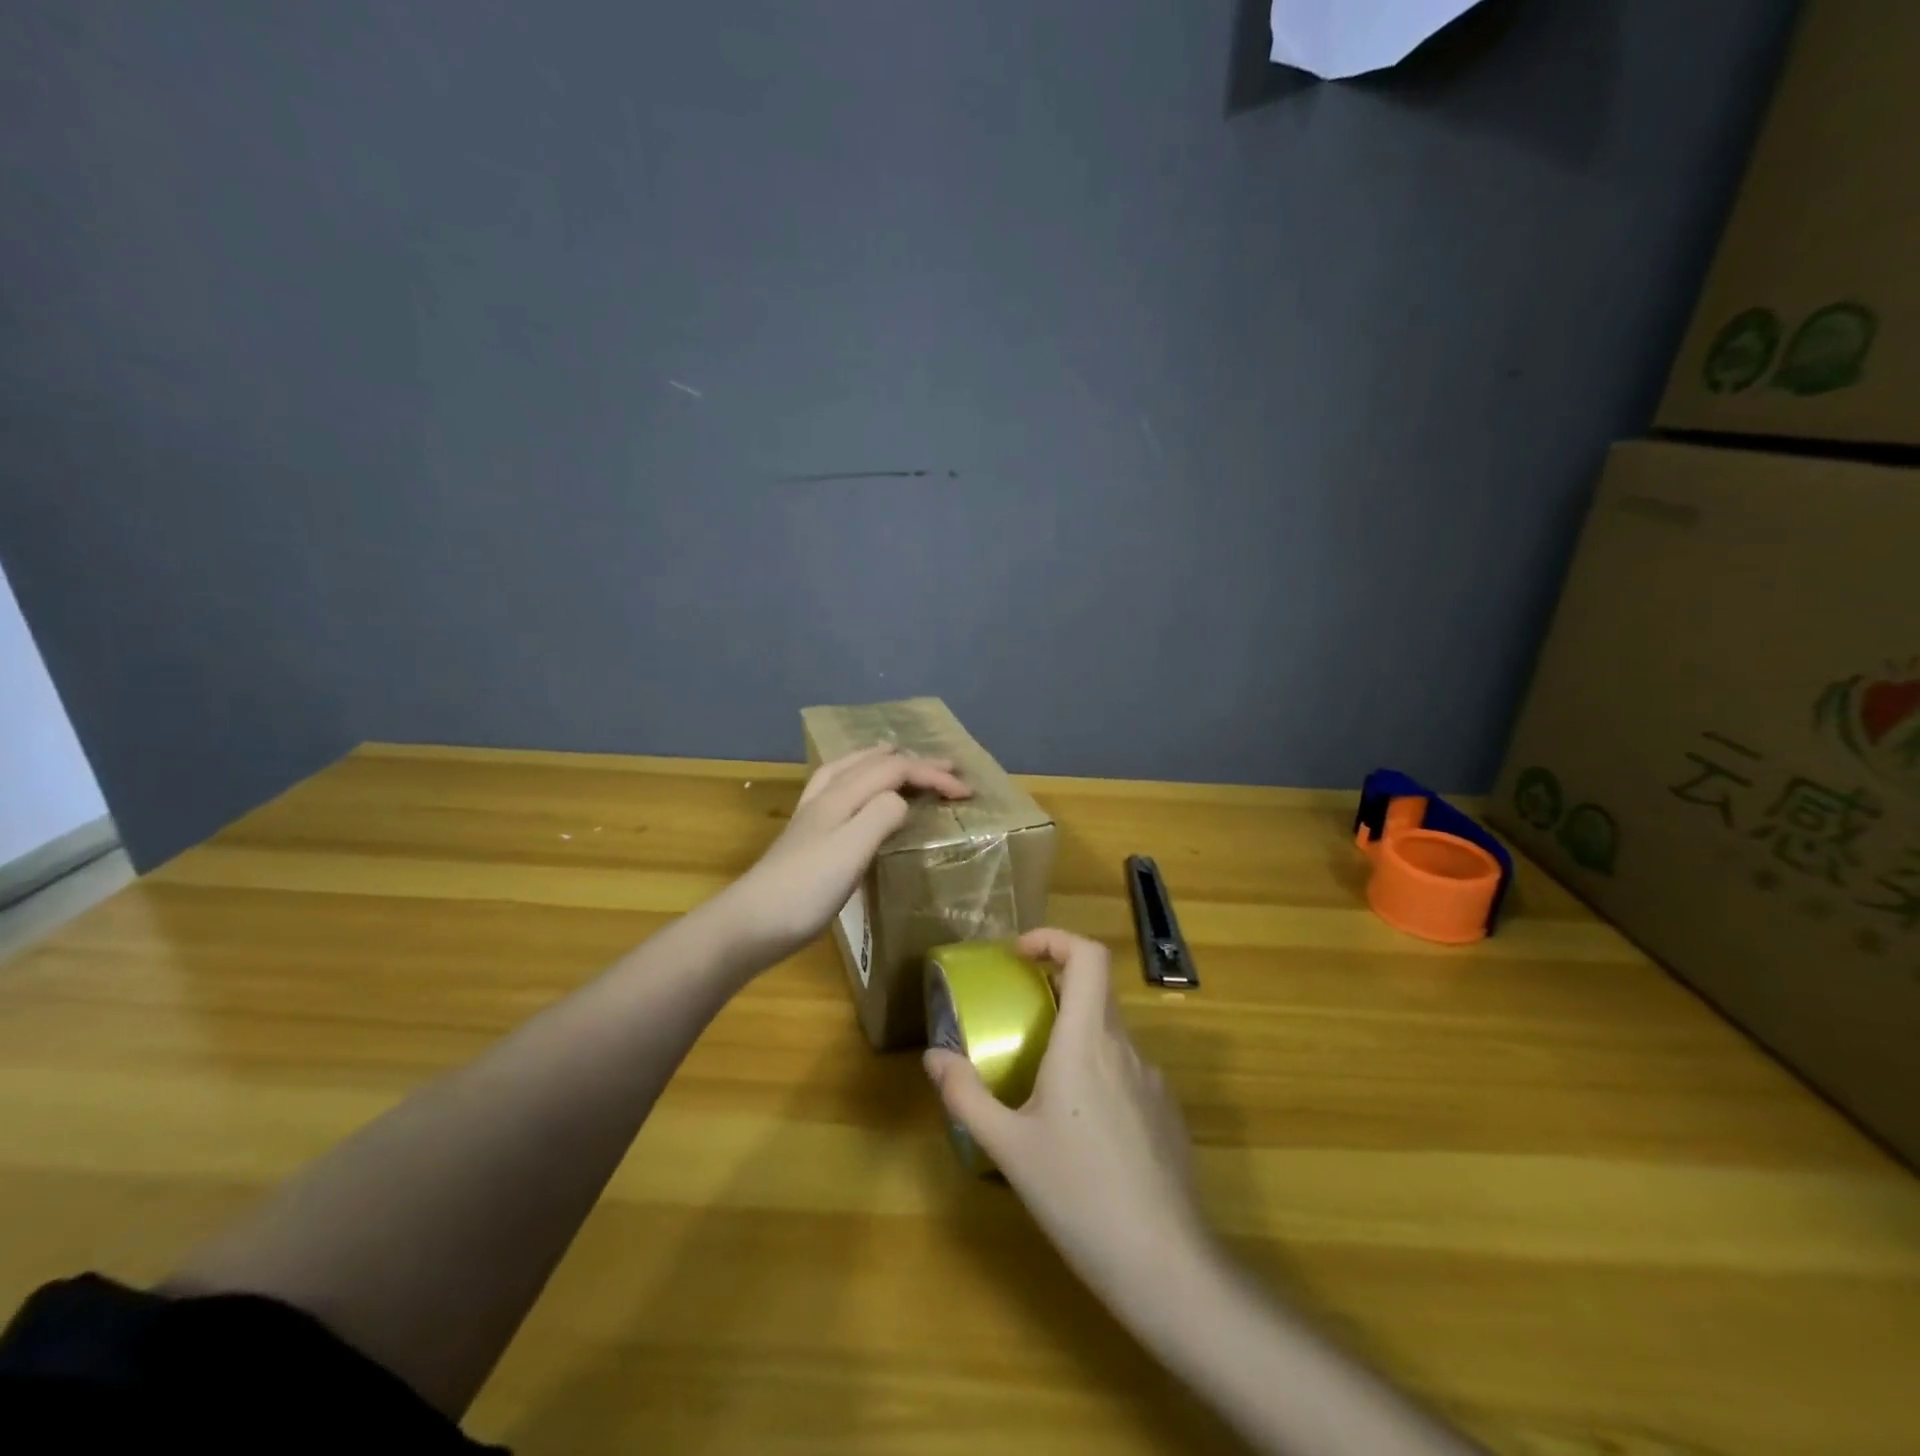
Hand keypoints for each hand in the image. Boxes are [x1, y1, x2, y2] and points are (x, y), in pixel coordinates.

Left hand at [724, 745, 970, 964]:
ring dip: (883, 760)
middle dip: (915, 762)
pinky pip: (839, 787)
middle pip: (875, 763)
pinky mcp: (808, 834)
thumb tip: (903, 799)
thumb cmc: (806, 889)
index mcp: (842, 796)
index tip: (966, 792)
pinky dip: (859, 777)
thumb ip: (881, 815)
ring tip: (900, 756)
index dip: (933, 775)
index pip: (895, 769)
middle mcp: (827, 795)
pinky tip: (857, 791)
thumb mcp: (852, 850)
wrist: (752, 923)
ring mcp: (814, 813)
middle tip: (949, 768)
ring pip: (852, 769)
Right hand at [924, 929, 1210, 1307]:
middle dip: (1054, 988)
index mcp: (1086, 1040)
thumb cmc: (1078, 1194)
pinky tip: (1081, 1128)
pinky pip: (1127, 1069)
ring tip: (1042, 1081)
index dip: (1055, 938)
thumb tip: (934, 1056)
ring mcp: (1152, 1079)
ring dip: (1075, 1035)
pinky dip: (1098, 1071)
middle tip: (1018, 1016)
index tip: (1020, 954)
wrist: (1164, 1263)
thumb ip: (966, 1095)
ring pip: (1110, 1033)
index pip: (1088, 955)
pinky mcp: (1166, 1111)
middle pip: (1095, 990)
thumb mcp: (1008, 1147)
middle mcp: (1125, 1046)